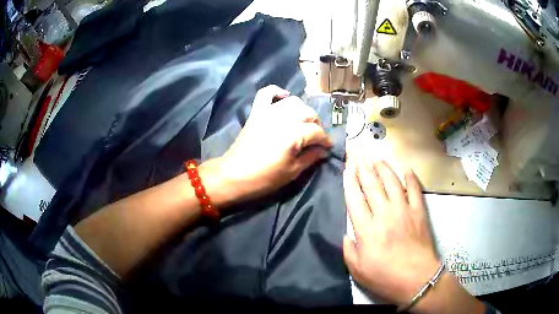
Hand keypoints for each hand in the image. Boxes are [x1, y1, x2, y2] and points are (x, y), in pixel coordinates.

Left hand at [205, 85, 332, 205]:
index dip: (325, 140)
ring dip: (302, 111)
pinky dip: (276, 91)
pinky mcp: (257, 112)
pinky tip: (284, 96)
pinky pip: (266, 93)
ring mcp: (269, 112)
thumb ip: (311, 157)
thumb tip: (323, 150)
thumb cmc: (265, 178)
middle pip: (309, 113)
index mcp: (294, 134)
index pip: (317, 132)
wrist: (234, 175)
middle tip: (315, 138)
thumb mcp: (292, 172)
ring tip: (303, 123)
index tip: (328, 148)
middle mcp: (284, 118)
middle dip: (317, 125)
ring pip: (294, 102)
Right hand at [343, 157, 438, 305]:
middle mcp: (384, 214)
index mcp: (367, 229)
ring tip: (377, 156)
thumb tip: (347, 233)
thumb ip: (348, 249)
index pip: (355, 198)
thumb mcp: (357, 270)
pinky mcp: (419, 212)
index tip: (347, 166)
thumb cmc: (385, 277)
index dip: (350, 180)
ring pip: (392, 182)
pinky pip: (415, 189)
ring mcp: (404, 210)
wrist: (417, 279)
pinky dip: (411, 177)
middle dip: (362, 164)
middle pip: (371, 184)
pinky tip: (407, 168)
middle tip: (357, 148)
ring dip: (383, 167)